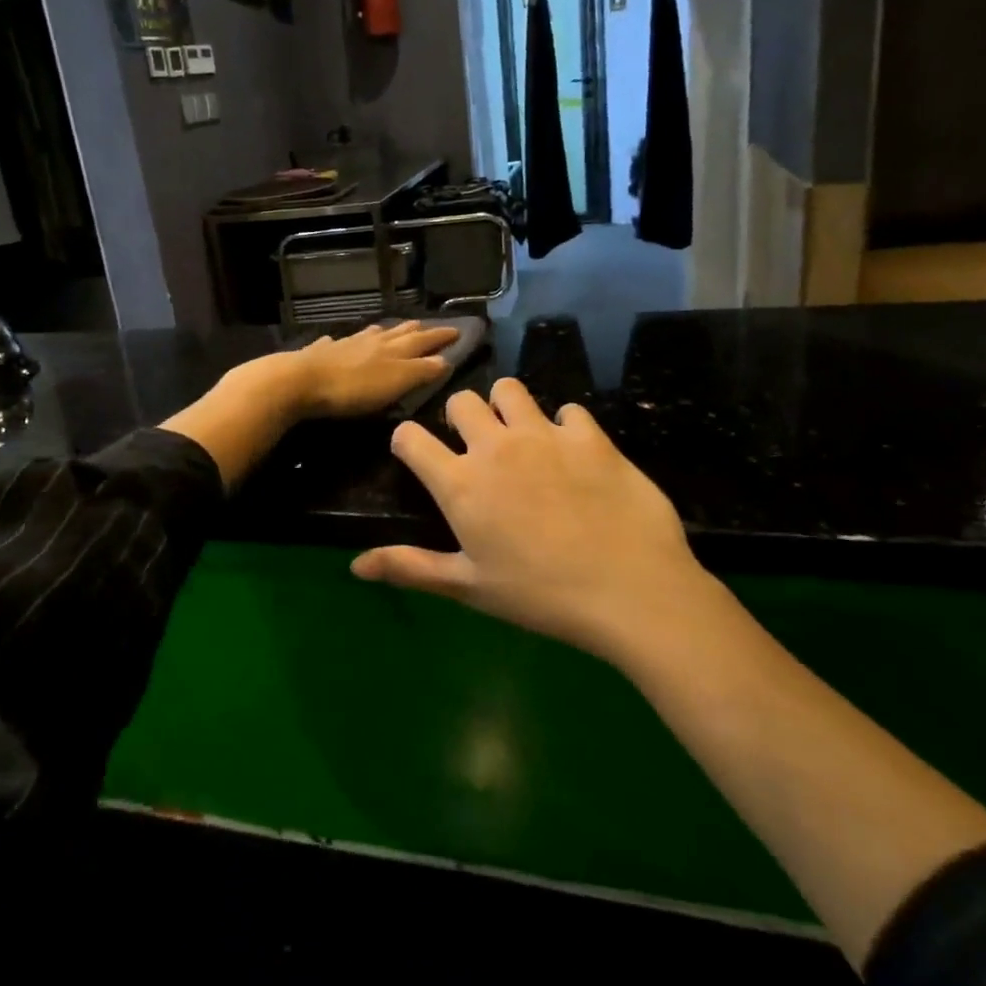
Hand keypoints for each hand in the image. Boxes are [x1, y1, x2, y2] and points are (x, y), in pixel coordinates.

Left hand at [284, 321, 459, 418]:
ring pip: (369, 334)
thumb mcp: (396, 382)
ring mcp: (344, 344)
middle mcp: (371, 341)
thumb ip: (421, 371)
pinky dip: (343, 341)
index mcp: (393, 349)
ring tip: (389, 330)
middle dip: (415, 330)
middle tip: (426, 326)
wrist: (300, 381)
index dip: (441, 336)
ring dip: (383, 332)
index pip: (424, 340)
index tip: (457, 330)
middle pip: (398, 333)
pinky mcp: (319, 353)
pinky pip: (336, 342)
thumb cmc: (353, 388)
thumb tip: (445, 359)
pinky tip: (336, 341)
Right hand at [351, 378, 710, 663]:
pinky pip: (568, 410)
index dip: (406, 441)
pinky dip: (565, 426)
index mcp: (460, 483)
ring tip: (522, 437)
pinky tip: (575, 455)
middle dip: (460, 418)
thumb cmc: (540, 596)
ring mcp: (543, 435)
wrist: (630, 591)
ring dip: (508, 407)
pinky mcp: (589, 435)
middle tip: (477, 448)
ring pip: (509, 389)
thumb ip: (410, 568)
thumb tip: (355, 566)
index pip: (410, 438)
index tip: (416, 454)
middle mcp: (495, 446)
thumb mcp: (469, 587)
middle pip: (460, 402)